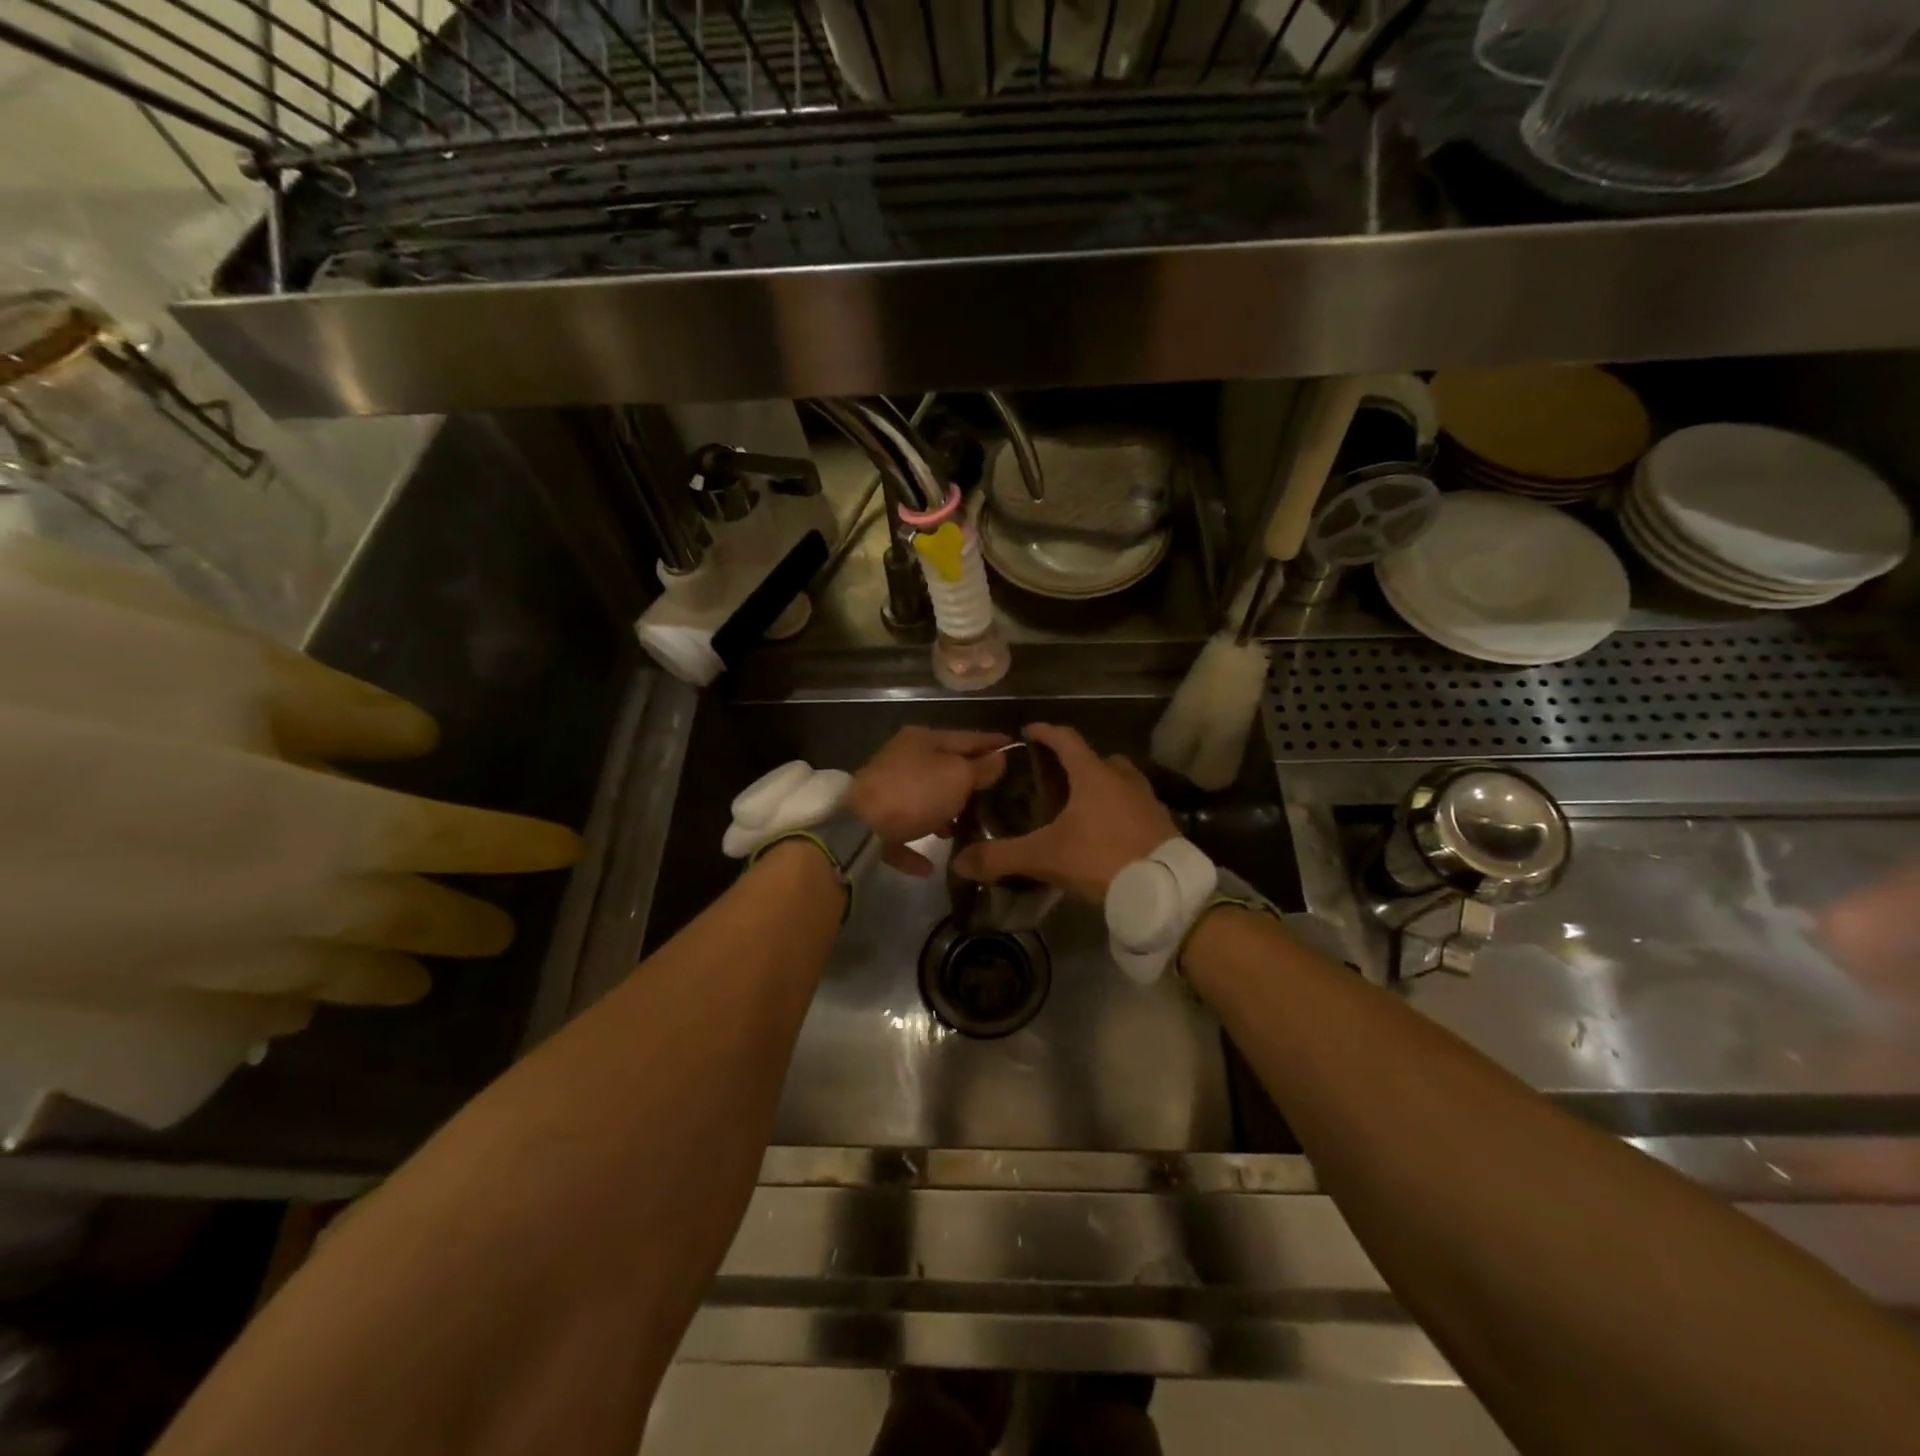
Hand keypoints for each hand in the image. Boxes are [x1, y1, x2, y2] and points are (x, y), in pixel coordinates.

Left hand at [848, 727, 1011, 876]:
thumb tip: (998, 758)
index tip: (1016, 747)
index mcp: (923, 739)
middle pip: (943, 768)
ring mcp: (885, 790)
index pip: (967, 737)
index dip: (993, 742)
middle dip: (968, 781)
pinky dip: (915, 846)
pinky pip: (902, 833)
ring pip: (922, 800)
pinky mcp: (873, 822)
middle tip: (996, 794)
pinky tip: (930, 866)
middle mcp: (902, 759)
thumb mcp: (958, 776)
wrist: (860, 827)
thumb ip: (981, 767)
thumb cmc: (916, 793)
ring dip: (942, 814)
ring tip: (964, 830)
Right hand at [949, 723, 1176, 903]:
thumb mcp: (1045, 857)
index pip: (1066, 740)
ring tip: (1083, 806)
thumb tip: (960, 862)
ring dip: (1103, 786)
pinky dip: (1121, 811)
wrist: (1164, 890)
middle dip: (1078, 763)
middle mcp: (1123, 779)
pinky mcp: (1162, 825)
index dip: (1046, 732)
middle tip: (1057, 778)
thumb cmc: (1101, 859)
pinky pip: (1136, 807)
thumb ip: (1002, 856)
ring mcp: (1147, 801)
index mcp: (1094, 776)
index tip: (1030, 730)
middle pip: (1099, 759)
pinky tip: (1109, 833)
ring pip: (1122, 781)